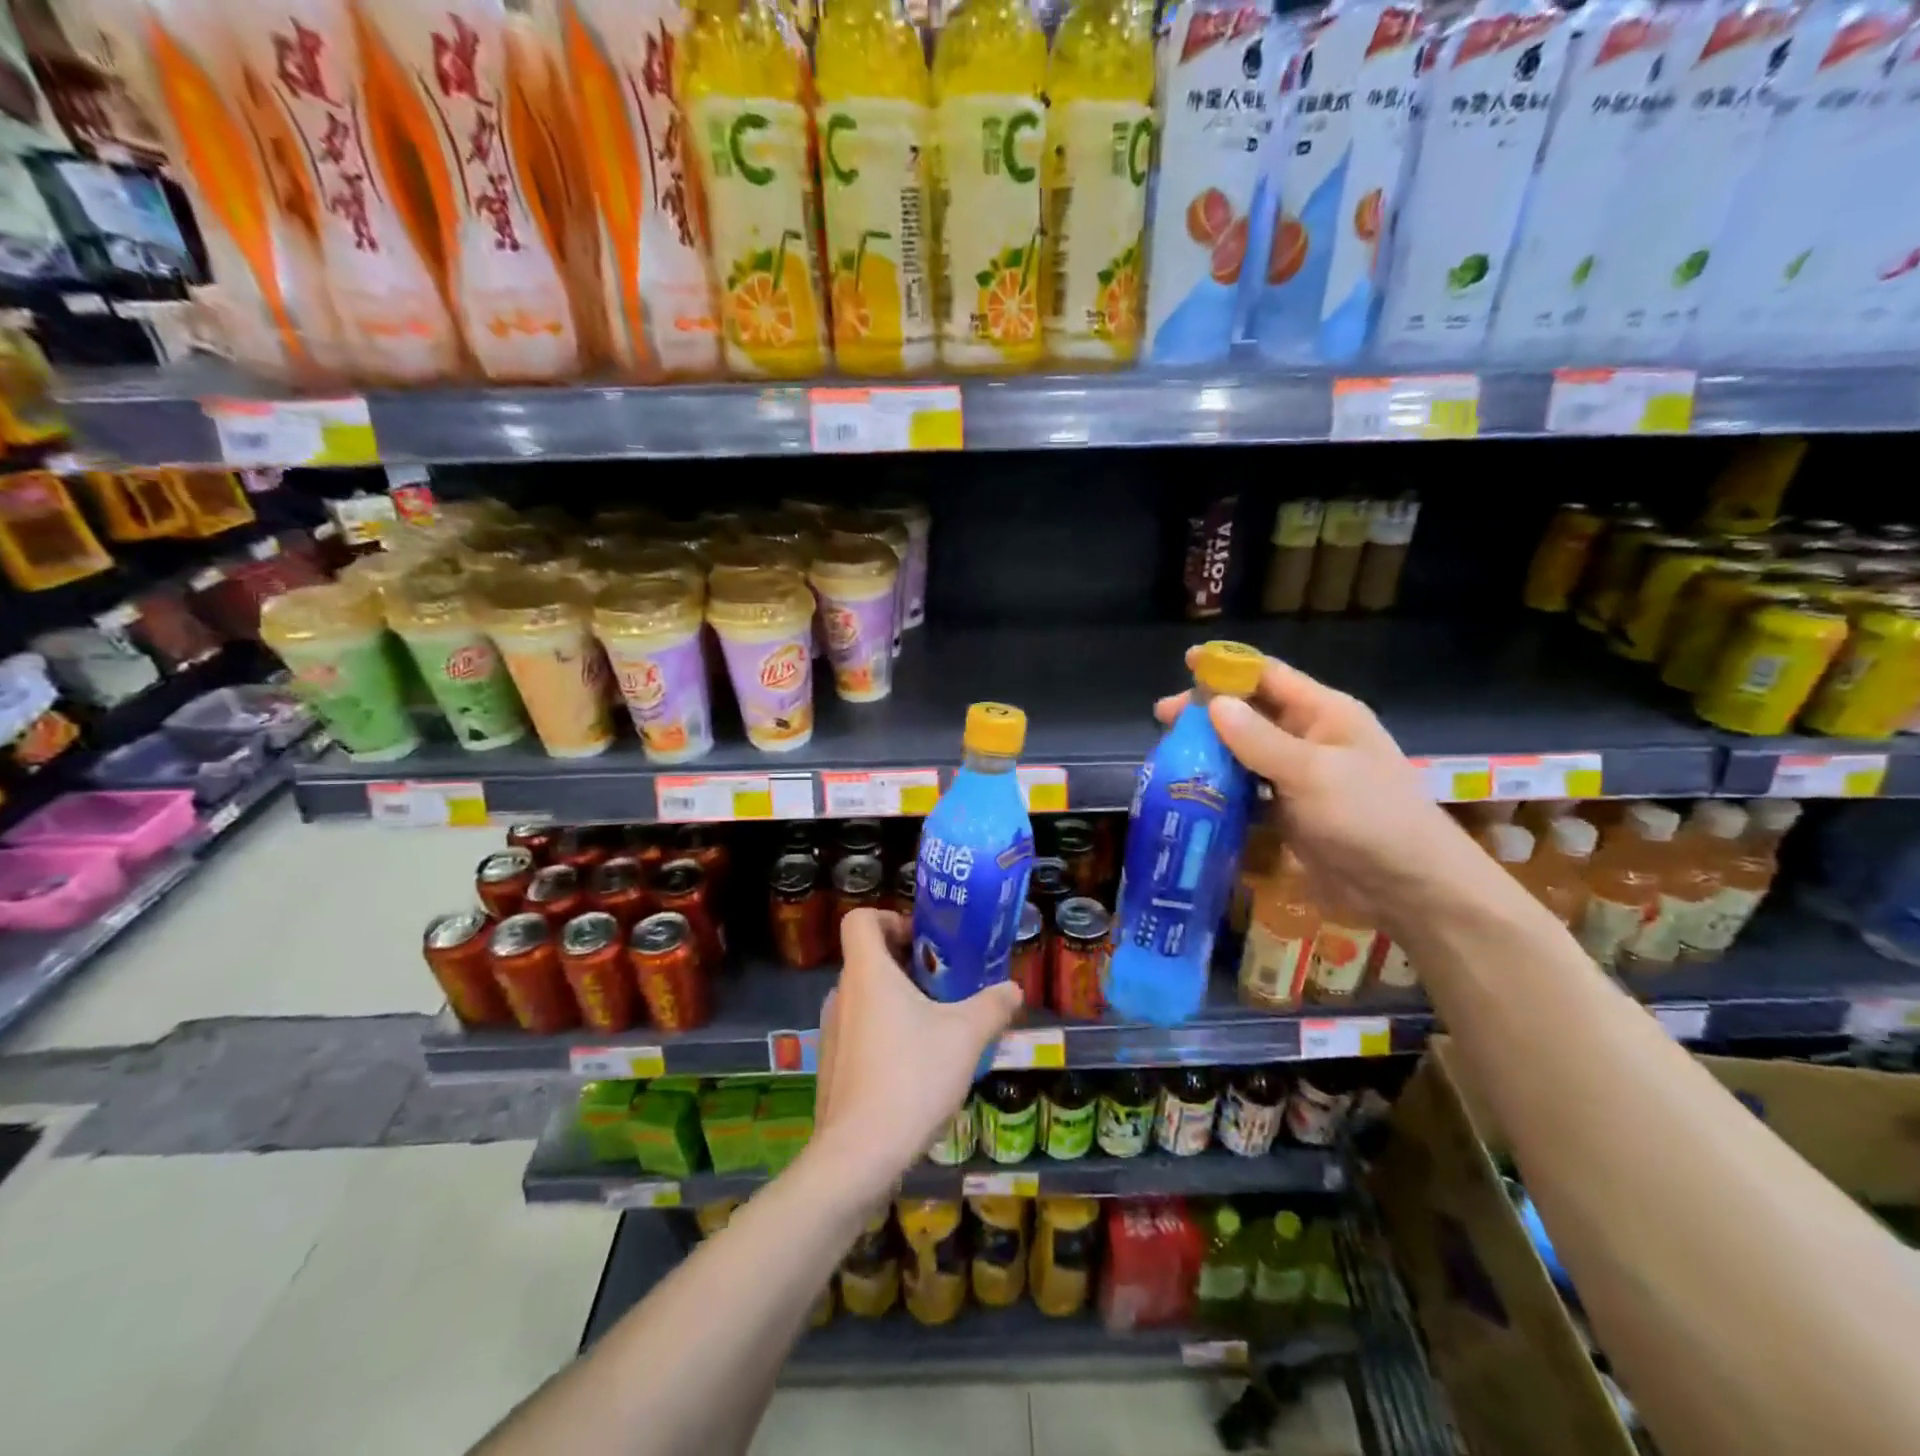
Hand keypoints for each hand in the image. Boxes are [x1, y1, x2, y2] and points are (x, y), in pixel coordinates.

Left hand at [809, 909, 1022, 1202]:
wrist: (858, 1155)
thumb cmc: (911, 1077)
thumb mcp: (965, 1037)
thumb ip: (992, 1006)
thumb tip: (1013, 989)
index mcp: (867, 973)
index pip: (859, 920)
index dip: (888, 918)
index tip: (920, 939)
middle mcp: (841, 994)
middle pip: (867, 959)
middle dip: (906, 964)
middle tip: (944, 983)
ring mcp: (831, 1032)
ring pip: (864, 998)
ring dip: (896, 1001)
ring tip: (936, 1027)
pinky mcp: (831, 1066)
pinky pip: (858, 1031)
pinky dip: (884, 1033)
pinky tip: (914, 1067)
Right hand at [1155, 648, 1476, 934]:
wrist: (1408, 887)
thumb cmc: (1368, 817)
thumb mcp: (1312, 773)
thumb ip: (1259, 740)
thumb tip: (1213, 705)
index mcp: (1325, 713)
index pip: (1270, 676)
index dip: (1228, 666)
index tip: (1186, 661)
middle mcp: (1309, 738)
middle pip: (1250, 713)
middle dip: (1208, 712)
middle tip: (1163, 719)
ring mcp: (1298, 777)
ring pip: (1244, 752)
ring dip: (1209, 751)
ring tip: (1169, 755)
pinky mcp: (1288, 811)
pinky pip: (1247, 789)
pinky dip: (1221, 787)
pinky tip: (1191, 792)